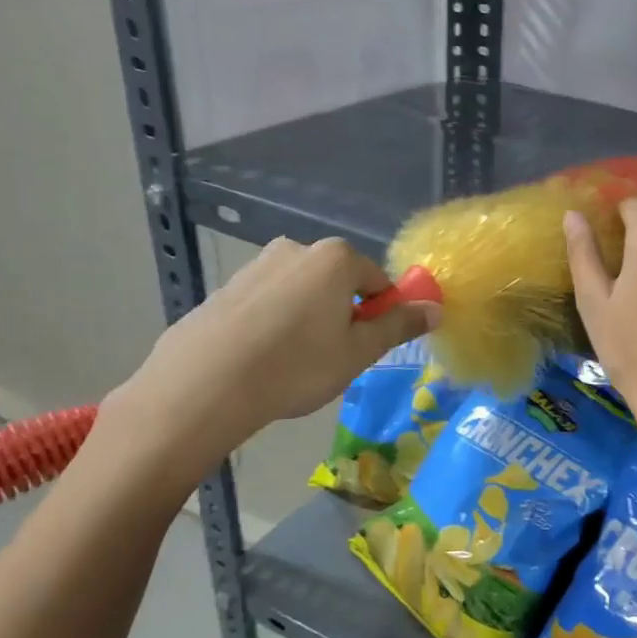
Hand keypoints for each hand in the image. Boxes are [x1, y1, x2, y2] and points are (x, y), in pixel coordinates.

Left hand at [100, 237, 438, 480]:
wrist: (201, 387)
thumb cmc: (295, 366)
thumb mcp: (359, 352)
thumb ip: (399, 325)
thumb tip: (435, 308)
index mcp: (335, 258)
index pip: (378, 281)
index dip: (381, 315)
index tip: (369, 347)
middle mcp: (296, 250)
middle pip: (338, 283)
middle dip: (343, 315)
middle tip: (334, 358)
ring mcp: (255, 267)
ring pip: (301, 294)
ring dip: (308, 321)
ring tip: (294, 365)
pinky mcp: (224, 290)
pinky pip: (266, 305)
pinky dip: (273, 326)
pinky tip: (262, 362)